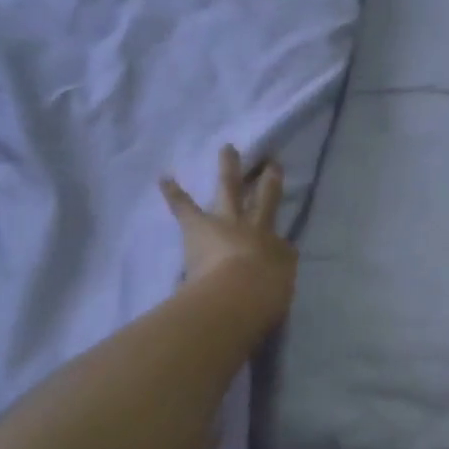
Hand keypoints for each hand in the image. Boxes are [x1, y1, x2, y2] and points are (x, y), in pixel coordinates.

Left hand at [160, 145, 296, 326]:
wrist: (239, 294)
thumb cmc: (263, 299)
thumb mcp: (277, 291)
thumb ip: (275, 282)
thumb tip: (274, 275)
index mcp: (275, 249)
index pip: (283, 241)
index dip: (284, 237)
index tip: (283, 230)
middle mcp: (255, 229)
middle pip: (263, 199)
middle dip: (266, 181)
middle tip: (269, 163)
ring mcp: (226, 223)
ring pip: (229, 189)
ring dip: (229, 168)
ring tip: (228, 149)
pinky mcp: (198, 227)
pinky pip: (184, 206)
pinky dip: (174, 192)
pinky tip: (164, 177)